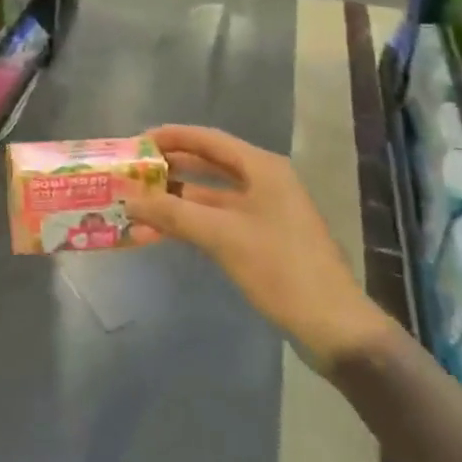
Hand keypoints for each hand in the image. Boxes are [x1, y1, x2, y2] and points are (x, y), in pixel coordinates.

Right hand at [126, 125, 392, 373]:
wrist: (332, 325)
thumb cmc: (280, 268)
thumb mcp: (222, 236)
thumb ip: (172, 213)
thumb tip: (128, 199)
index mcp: (262, 168)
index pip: (208, 140)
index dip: (171, 137)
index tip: (137, 142)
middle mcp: (264, 182)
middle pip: (209, 164)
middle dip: (170, 168)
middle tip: (133, 172)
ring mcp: (265, 212)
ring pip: (210, 195)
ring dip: (176, 199)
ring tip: (138, 202)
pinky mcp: (262, 239)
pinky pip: (217, 219)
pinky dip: (190, 221)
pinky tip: (163, 230)